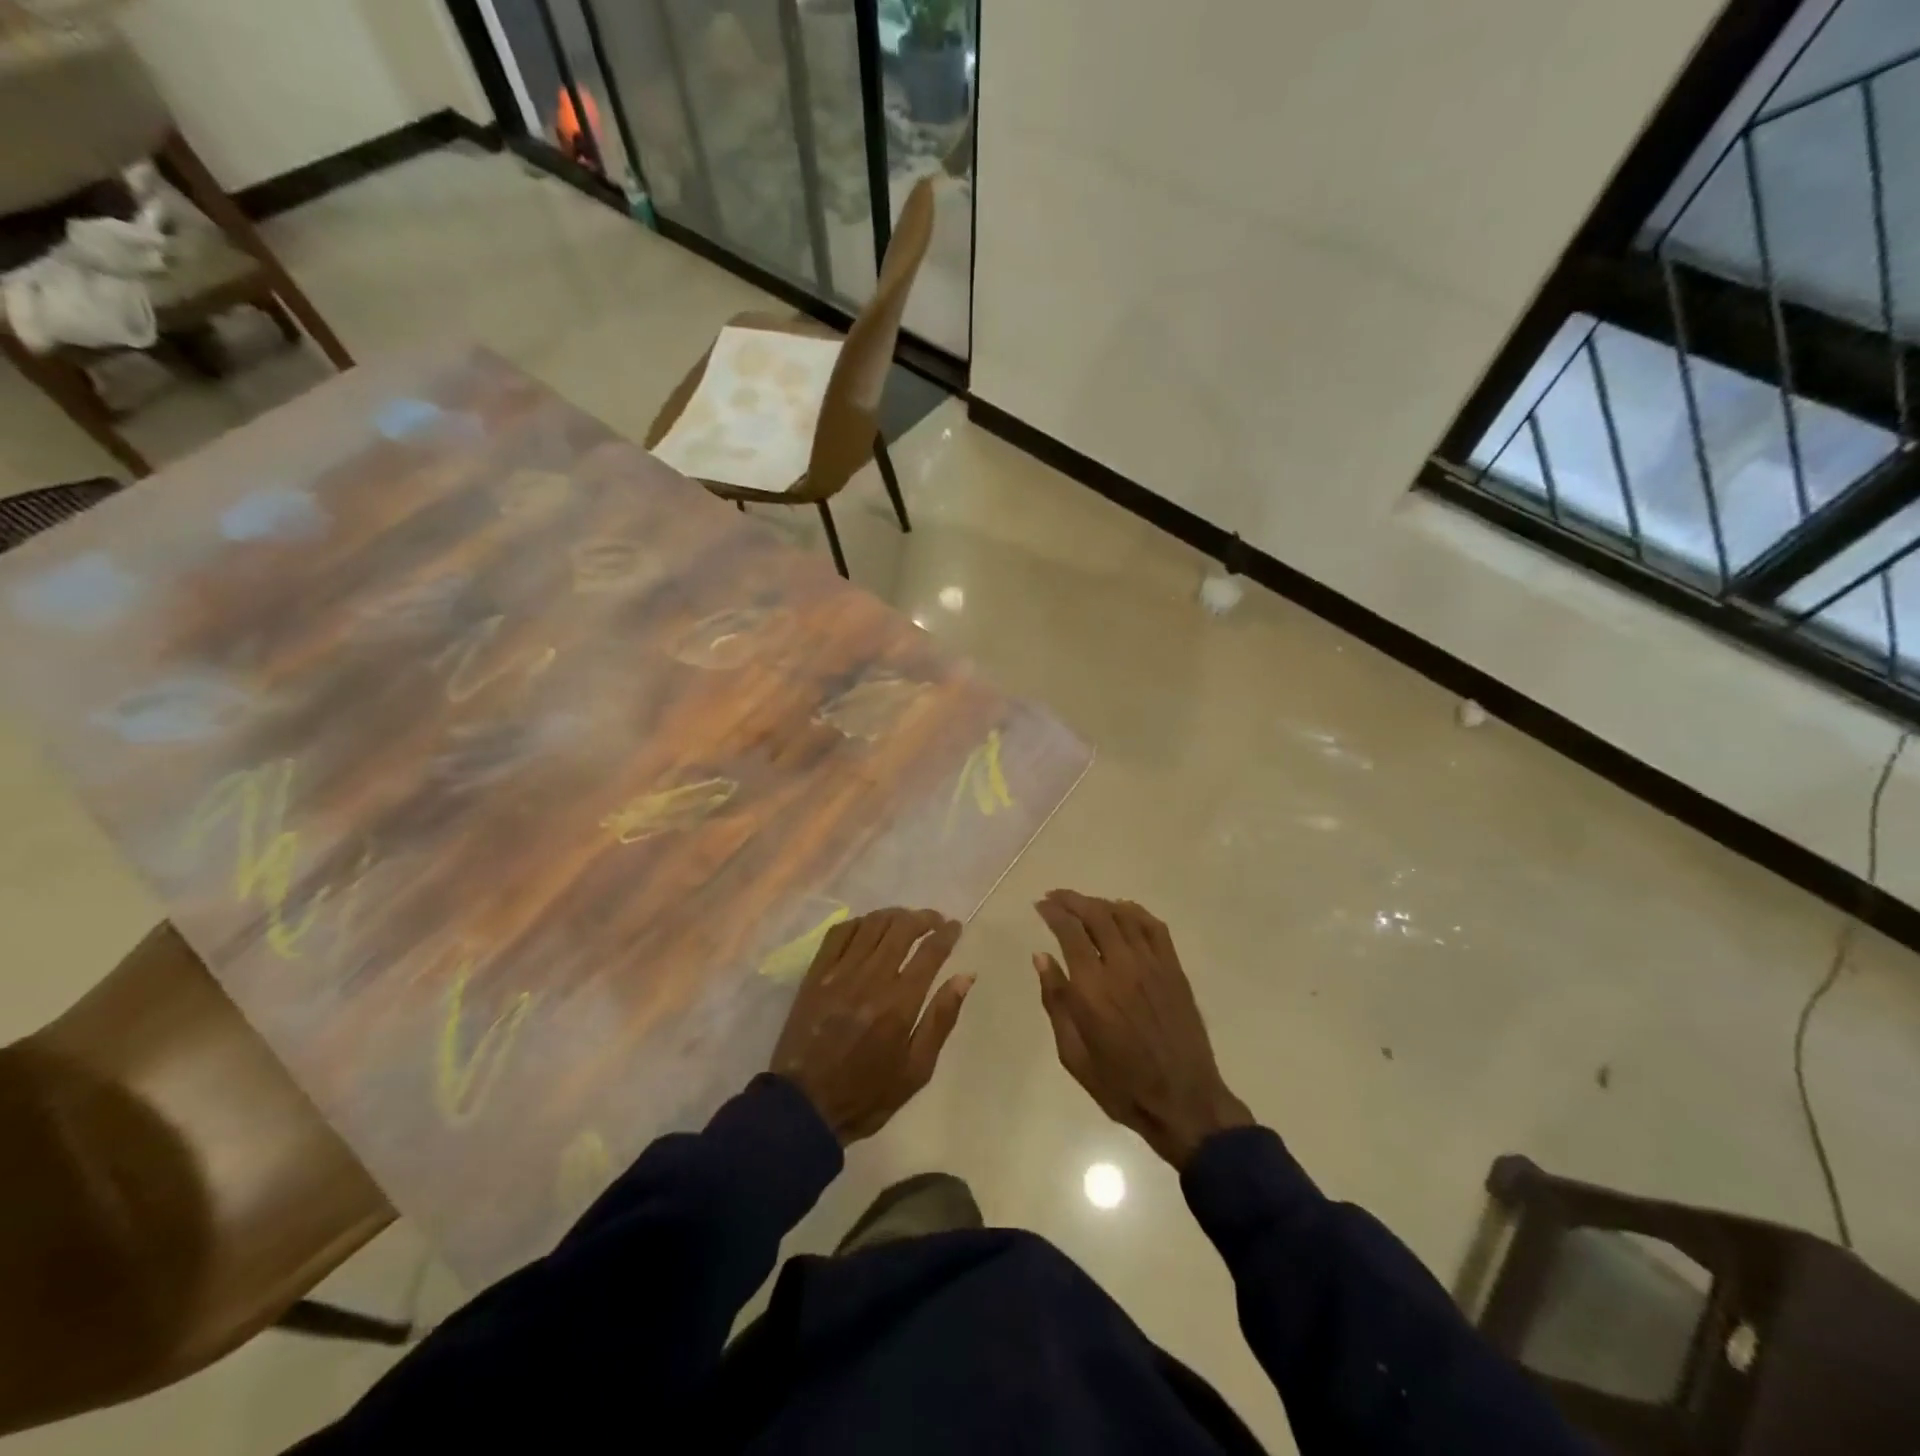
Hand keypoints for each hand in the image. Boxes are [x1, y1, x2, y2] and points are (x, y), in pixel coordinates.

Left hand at [770, 908, 971, 1144]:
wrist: (804, 1107)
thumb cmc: (867, 1095)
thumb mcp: (917, 1070)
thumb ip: (941, 1019)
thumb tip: (964, 977)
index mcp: (900, 1003)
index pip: (930, 952)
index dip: (947, 933)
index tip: (955, 927)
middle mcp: (871, 978)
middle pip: (901, 928)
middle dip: (923, 918)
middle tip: (934, 922)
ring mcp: (839, 973)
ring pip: (871, 924)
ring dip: (894, 916)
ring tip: (905, 921)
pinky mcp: (815, 974)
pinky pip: (839, 933)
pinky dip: (859, 923)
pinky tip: (868, 928)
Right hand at [1034, 891, 1251, 1167]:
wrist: (1183, 1100)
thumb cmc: (1120, 1084)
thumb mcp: (1073, 1054)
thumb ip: (1056, 1001)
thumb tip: (1041, 958)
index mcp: (1092, 989)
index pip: (1069, 932)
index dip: (1052, 912)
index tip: (1040, 905)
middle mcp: (1122, 967)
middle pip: (1095, 914)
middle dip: (1071, 900)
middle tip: (1056, 897)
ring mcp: (1152, 965)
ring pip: (1123, 915)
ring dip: (1099, 903)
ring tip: (1084, 904)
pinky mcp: (1174, 970)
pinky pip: (1154, 927)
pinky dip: (1134, 912)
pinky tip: (1122, 911)